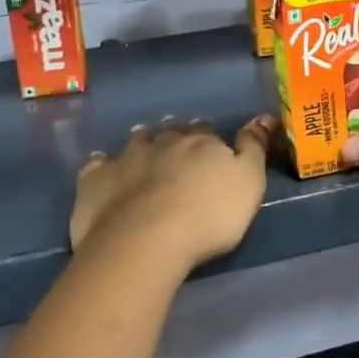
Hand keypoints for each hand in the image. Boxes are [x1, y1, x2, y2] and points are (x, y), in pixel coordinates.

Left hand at [70, 116, 274, 273]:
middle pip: (171, 133)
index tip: (211, 149)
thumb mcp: (249, 182)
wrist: (146, 240)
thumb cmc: (208, 215)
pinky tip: (103, 171)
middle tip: (177, 148)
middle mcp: (163, 142)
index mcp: (201, 142)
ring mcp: (125, 159)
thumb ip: (254, 148)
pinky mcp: (96, 181)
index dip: (210, 140)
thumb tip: (262, 117)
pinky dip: (103, 166)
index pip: (207, 133)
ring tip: (143, 152)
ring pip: (135, 142)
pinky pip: (98, 166)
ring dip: (141, 144)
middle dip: (175, 137)